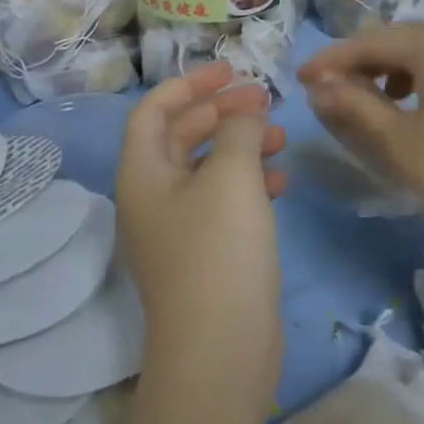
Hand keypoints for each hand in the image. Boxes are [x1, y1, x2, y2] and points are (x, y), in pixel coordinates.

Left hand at [116, 64, 287, 402]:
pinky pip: (222, 201)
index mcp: (142, 173)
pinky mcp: (204, 255)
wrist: (219, 353)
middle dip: (221, 112)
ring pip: (206, 168)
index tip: (231, 70)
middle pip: (181, 135)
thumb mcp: (231, 176)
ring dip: (239, 146)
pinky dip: (248, 183)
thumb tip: (243, 113)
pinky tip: (281, 180)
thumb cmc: (218, 251)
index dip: (190, 84)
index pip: (154, 109)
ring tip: (279, 137)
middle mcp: (152, 197)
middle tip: (263, 100)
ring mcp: (177, 229)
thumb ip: (238, 131)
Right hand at [298, 13, 423, 267]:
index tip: (303, 78)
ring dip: (410, 69)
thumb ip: (355, 106)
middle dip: (373, 64)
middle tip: (343, 94)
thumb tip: (319, 87)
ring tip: (390, 103)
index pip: (373, 41)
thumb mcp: (403, 145)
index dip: (334, 60)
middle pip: (411, 39)